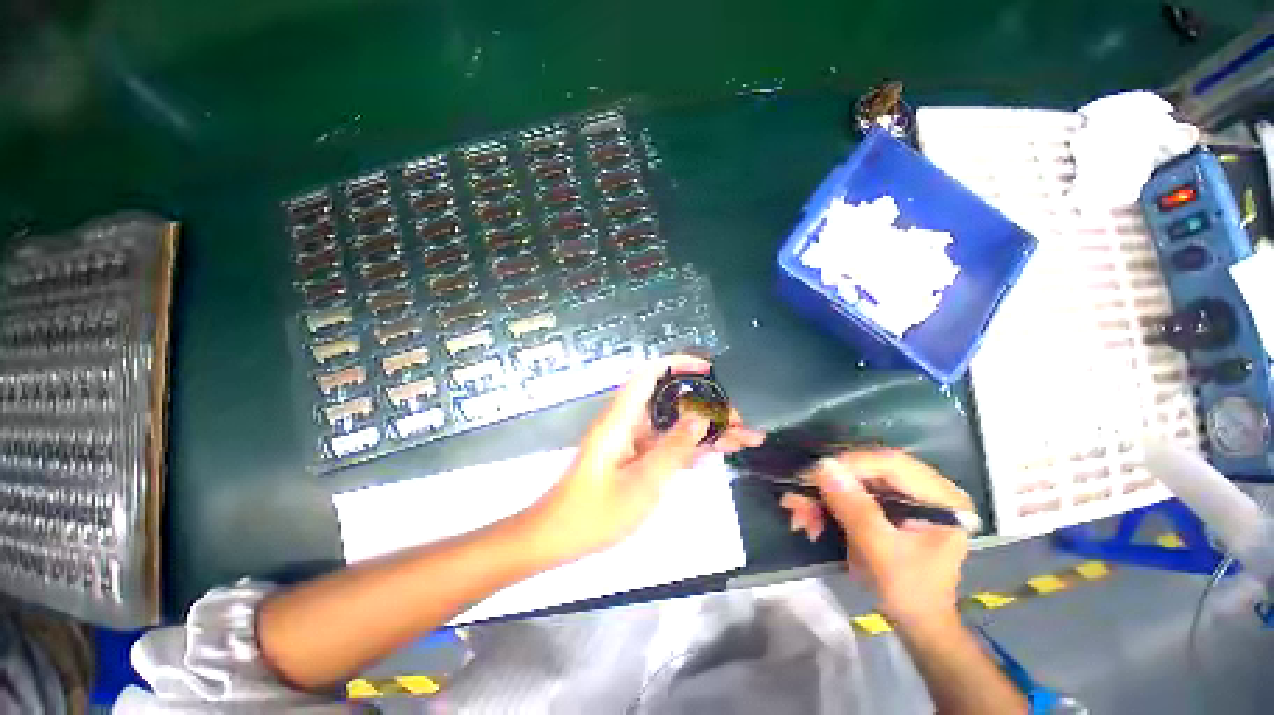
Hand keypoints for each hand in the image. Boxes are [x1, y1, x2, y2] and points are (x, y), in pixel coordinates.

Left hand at [530, 355, 763, 562]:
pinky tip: (719, 453)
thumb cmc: (595, 512)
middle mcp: (628, 422)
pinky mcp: (636, 457)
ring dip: (706, 429)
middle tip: (739, 422)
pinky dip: (692, 447)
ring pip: (674, 424)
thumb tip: (701, 416)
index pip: (650, 374)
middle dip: (707, 406)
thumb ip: (673, 448)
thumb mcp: (642, 483)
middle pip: (671, 400)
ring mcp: (633, 441)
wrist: (558, 538)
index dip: (679, 364)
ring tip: (744, 438)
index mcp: (622, 418)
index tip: (709, 370)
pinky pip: (667, 444)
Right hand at [809, 449, 972, 627]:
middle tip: (797, 501)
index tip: (812, 478)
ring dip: (820, 499)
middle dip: (827, 487)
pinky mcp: (883, 505)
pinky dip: (825, 507)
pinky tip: (809, 522)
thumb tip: (823, 466)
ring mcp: (902, 496)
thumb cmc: (909, 593)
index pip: (890, 463)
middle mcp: (922, 488)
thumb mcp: (882, 553)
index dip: (848, 466)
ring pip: (851, 482)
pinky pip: (847, 495)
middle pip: (865, 471)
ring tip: (798, 518)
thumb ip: (855, 509)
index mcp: (939, 497)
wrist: (915, 623)